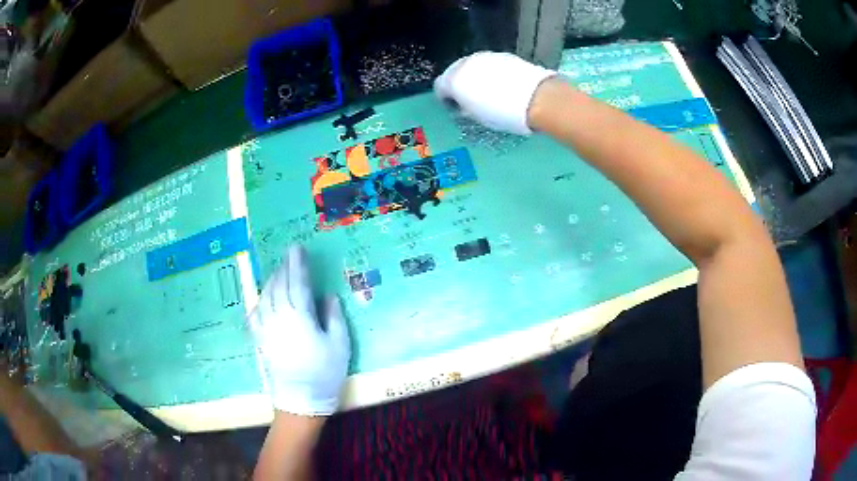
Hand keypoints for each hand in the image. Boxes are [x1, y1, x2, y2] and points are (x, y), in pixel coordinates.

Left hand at [249, 245, 350, 415]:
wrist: (300, 399)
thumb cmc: (324, 372)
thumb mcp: (339, 344)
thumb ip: (333, 317)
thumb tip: (328, 296)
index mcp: (300, 316)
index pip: (297, 282)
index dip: (298, 264)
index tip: (297, 249)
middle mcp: (280, 317)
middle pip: (279, 286)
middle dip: (284, 268)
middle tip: (288, 256)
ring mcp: (267, 328)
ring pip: (265, 296)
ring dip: (271, 281)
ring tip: (277, 271)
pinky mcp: (260, 339)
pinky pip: (255, 314)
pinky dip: (259, 301)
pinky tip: (261, 297)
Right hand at [434, 51, 555, 134]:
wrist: (537, 98)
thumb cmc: (504, 114)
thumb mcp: (478, 117)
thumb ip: (465, 107)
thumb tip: (464, 104)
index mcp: (454, 80)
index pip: (440, 86)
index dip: (445, 98)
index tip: (454, 107)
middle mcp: (466, 63)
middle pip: (454, 71)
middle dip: (459, 83)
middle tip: (469, 98)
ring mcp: (485, 56)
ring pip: (472, 65)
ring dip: (475, 76)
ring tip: (488, 91)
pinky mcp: (503, 55)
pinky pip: (488, 63)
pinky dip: (490, 72)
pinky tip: (502, 84)